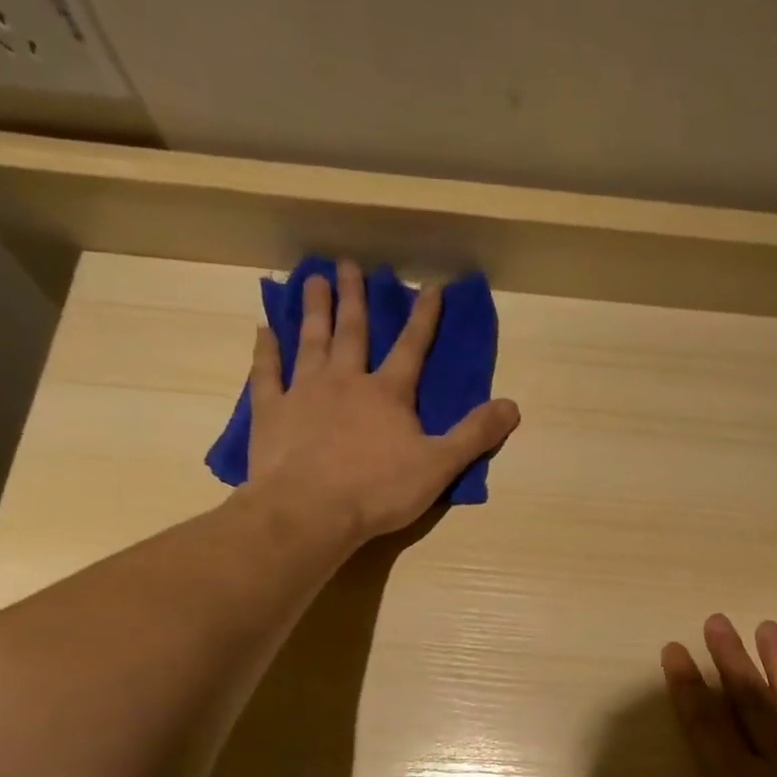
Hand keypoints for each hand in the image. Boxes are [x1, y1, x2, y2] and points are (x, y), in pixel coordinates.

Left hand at [245, 259, 520, 540]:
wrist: (310, 511)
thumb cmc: (379, 490)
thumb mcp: (439, 466)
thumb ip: (475, 434)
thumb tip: (513, 405)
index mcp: (388, 394)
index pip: (412, 348)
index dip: (424, 318)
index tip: (431, 287)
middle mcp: (346, 381)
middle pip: (352, 333)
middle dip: (354, 298)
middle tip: (347, 264)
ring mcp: (304, 393)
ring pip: (311, 342)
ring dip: (314, 311)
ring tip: (313, 280)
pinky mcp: (272, 412)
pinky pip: (267, 373)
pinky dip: (266, 351)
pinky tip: (263, 331)